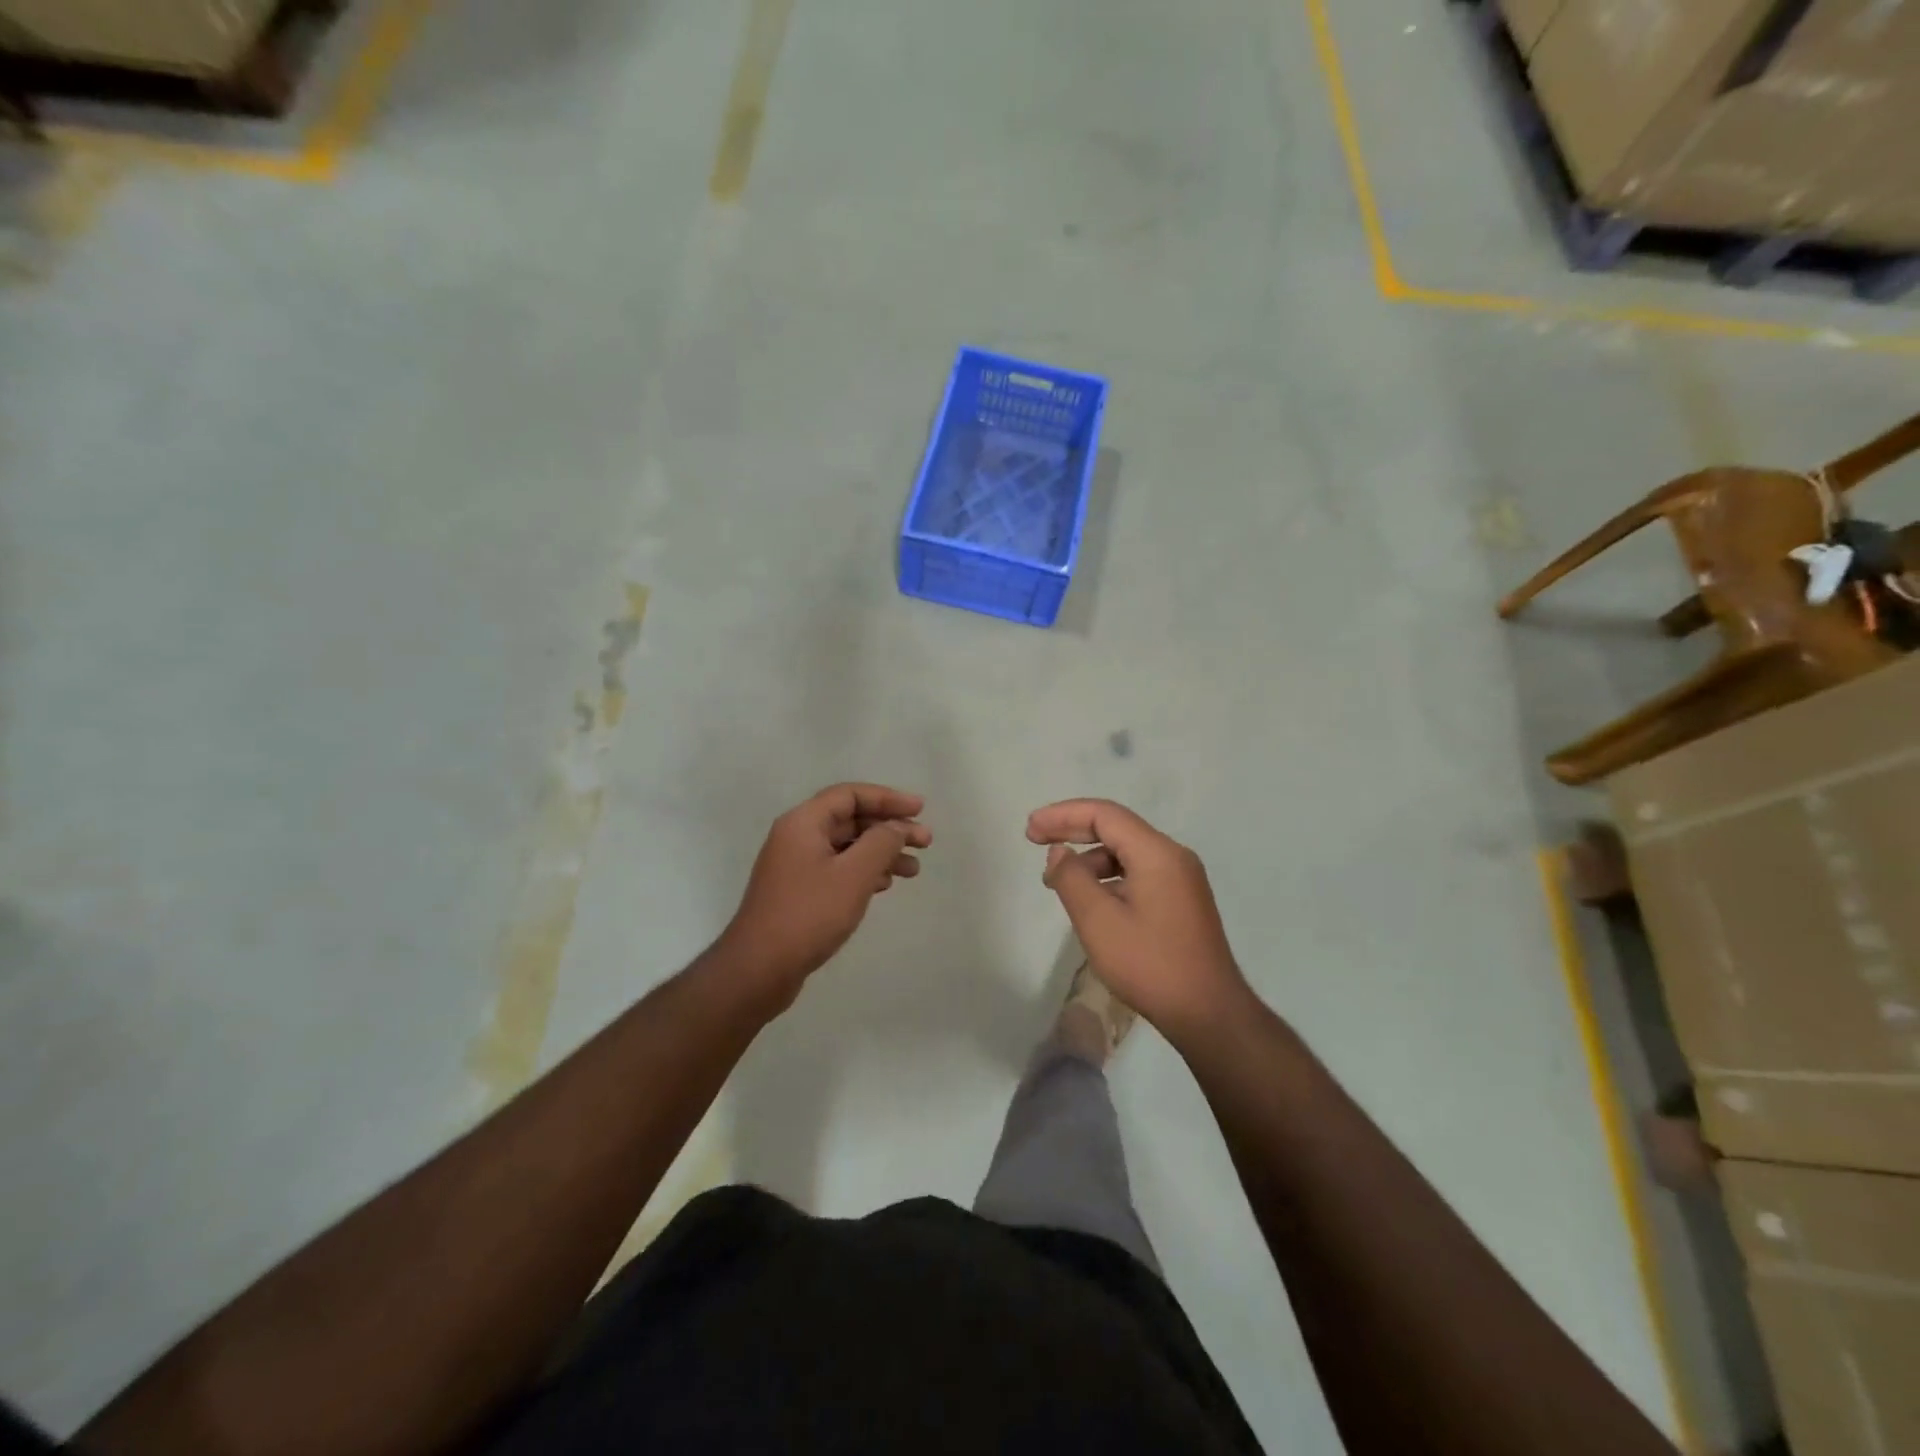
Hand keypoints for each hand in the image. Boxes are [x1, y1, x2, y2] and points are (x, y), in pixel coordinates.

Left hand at [720, 783, 930, 1007]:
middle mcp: (797, 837)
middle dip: (890, 828)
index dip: (888, 798)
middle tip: (925, 842)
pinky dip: (864, 872)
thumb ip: (881, 843)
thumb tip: (897, 826)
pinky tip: (884, 886)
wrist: (758, 969)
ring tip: (913, 870)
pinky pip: (838, 869)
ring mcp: (796, 866)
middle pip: (850, 819)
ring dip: (881, 853)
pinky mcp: (799, 892)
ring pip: (847, 847)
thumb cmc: (808, 915)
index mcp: (803, 822)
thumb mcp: (854, 875)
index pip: (850, 795)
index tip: (920, 810)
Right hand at [1027, 799, 1251, 1043]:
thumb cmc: (1150, 964)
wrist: (1209, 1014)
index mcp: (1157, 853)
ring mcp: (1181, 879)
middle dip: (1072, 829)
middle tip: (1034, 838)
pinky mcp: (1182, 900)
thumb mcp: (1099, 921)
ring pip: (1127, 852)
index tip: (1030, 830)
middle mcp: (1173, 856)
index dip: (1062, 815)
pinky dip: (1108, 877)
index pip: (1104, 815)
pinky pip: (1138, 872)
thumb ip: (1072, 878)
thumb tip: (1059, 851)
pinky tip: (1090, 899)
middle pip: (1116, 828)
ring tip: (1057, 881)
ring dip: (1089, 858)